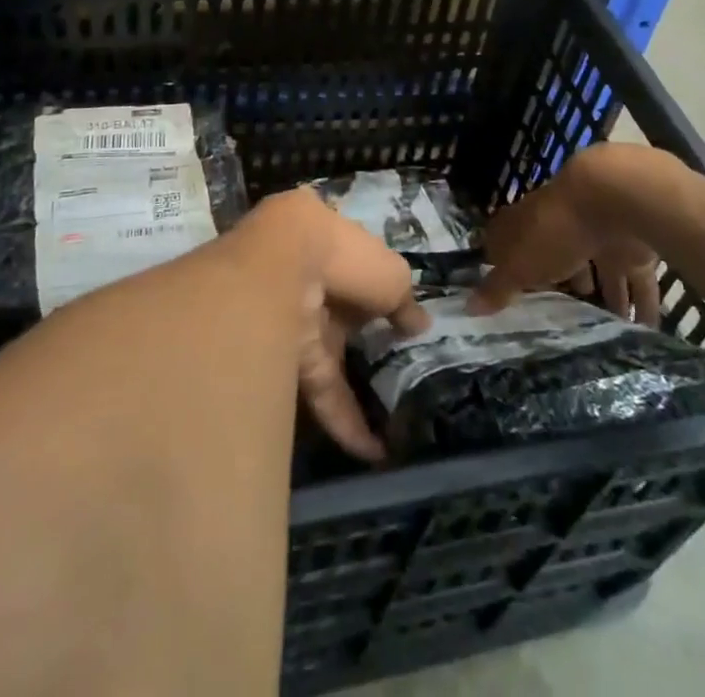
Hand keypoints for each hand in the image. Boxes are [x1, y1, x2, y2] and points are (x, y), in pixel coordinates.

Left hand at [235, 189, 429, 462]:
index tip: (402, 321)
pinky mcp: (288, 362)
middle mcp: (314, 286)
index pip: (360, 273)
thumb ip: (405, 301)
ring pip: (332, 361)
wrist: (282, 270)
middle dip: (364, 343)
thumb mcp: (391, 275)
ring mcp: (298, 323)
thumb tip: (422, 323)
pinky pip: (322, 393)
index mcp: (337, 251)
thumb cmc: (346, 257)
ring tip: (393, 424)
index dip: (380, 294)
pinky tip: (373, 452)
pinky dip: (346, 421)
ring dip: (358, 392)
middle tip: (399, 376)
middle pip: (343, 318)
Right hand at [471, 147, 664, 325]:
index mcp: (530, 222)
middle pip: (560, 257)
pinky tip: (644, 332)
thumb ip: (498, 286)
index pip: (513, 240)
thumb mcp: (519, 264)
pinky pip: (637, 282)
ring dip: (606, 301)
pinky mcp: (633, 247)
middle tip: (562, 321)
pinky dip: (641, 306)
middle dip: (564, 286)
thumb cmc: (554, 230)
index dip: (510, 264)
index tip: (510, 292)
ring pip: (602, 272)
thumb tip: (468, 306)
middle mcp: (563, 225)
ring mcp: (600, 234)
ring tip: (605, 336)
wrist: (613, 197)